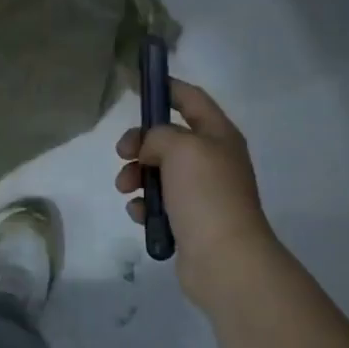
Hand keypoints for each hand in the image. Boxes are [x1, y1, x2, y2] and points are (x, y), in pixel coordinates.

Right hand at [115, 78, 279, 307]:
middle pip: (168, 137)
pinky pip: (158, 202)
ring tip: (126, 188)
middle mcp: (212, 160)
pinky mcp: (189, 221)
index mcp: (218, 135)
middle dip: (140, 142)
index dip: (166, 88)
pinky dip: (144, 204)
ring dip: (136, 175)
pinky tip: (139, 213)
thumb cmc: (206, 194)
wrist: (225, 260)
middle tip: (123, 152)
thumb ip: (158, 134)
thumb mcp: (180, 147)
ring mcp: (201, 192)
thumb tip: (151, 150)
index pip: (191, 99)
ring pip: (158, 171)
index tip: (137, 86)